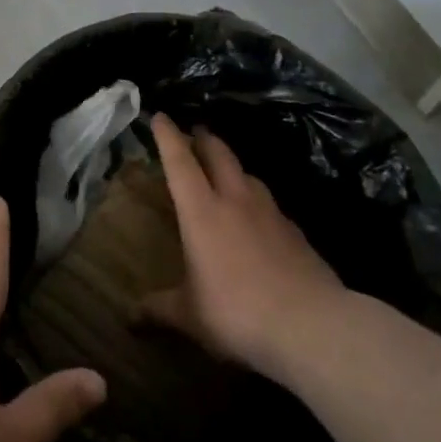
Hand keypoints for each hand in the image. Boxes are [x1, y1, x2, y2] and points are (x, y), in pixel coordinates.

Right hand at [139, 112, 348, 383]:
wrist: (312, 325)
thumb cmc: (238, 313)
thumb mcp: (190, 316)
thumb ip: (159, 309)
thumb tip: (129, 317)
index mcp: (202, 212)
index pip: (180, 162)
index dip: (168, 136)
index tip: (160, 116)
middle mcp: (235, 200)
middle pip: (218, 154)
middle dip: (204, 138)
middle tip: (195, 131)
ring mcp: (270, 212)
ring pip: (247, 174)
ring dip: (233, 166)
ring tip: (226, 171)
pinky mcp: (296, 231)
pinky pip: (270, 203)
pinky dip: (257, 199)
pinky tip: (258, 218)